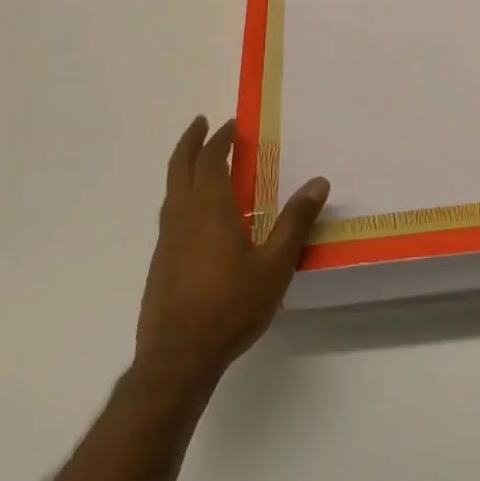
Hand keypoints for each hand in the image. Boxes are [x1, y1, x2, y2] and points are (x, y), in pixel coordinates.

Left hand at [135, 117, 327, 394]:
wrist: (177, 357)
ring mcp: (166, 240)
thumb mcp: (275, 265)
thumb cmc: (230, 306)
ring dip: (183, 167)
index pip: (211, 160)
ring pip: (171, 190)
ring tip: (200, 162)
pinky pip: (170, 213)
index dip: (220, 140)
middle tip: (201, 123)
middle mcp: (182, 216)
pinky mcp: (160, 262)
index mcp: (209, 209)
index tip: (230, 125)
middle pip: (180, 167)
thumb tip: (319, 182)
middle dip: (190, 142)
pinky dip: (181, 195)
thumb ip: (295, 222)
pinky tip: (196, 215)